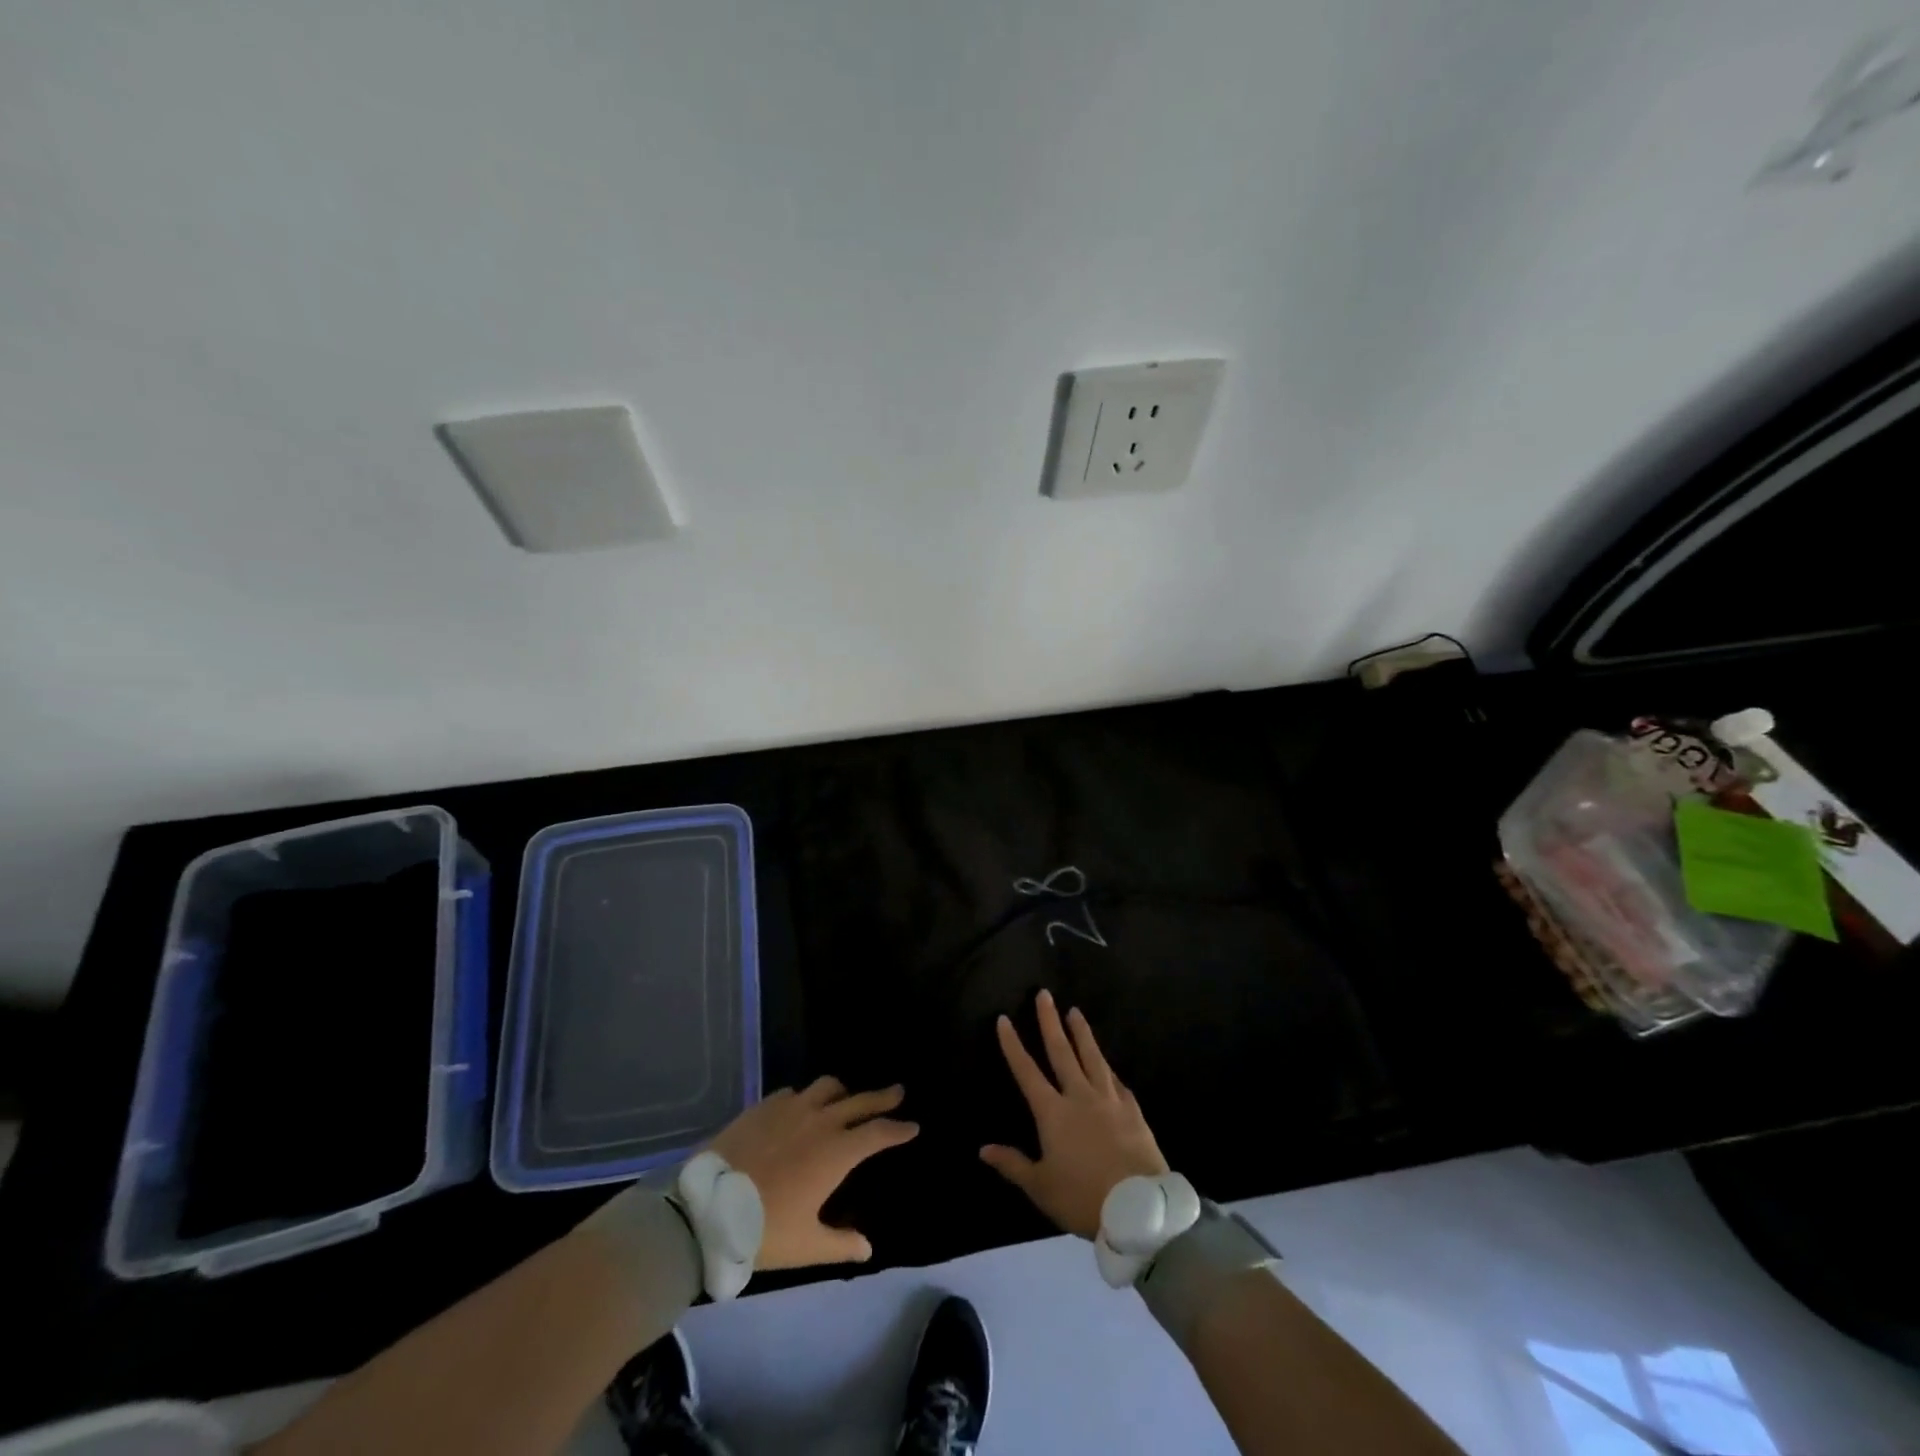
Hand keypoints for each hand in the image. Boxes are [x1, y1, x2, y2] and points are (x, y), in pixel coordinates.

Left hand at [710, 1077, 917, 1268]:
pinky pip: (793, 1093)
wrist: (708, 1208)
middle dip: (882, 1097)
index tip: (912, 1126)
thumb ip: (840, 1244)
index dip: (898, 1129)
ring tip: (847, 1097)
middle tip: (897, 1092)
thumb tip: (867, 1248)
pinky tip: (800, 1108)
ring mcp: (791, 1108)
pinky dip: (805, 1098)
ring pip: (827, 1087)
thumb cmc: (763, 1230)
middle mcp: (820, 1121)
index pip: (878, 1133)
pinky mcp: (764, 1106)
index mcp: (837, 1152)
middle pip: (859, 1101)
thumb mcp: (806, 1246)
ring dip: (843, 1091)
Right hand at [980, 990, 1168, 1238]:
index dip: (1013, 1045)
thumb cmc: (1083, 1198)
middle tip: (1044, 994)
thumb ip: (1013, 1164)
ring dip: (1082, 1033)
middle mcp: (1079, 1096)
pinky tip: (1107, 1064)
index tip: (1004, 1019)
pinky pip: (1116, 1081)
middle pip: (1062, 1051)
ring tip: (1075, 1012)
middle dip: (1049, 1022)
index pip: (1027, 1071)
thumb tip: (983, 1149)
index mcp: (1053, 1113)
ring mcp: (1109, 1100)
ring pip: (1092, 1057)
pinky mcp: (1133, 1110)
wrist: (1139, 1208)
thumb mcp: (1041, 1187)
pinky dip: (1108, 1068)